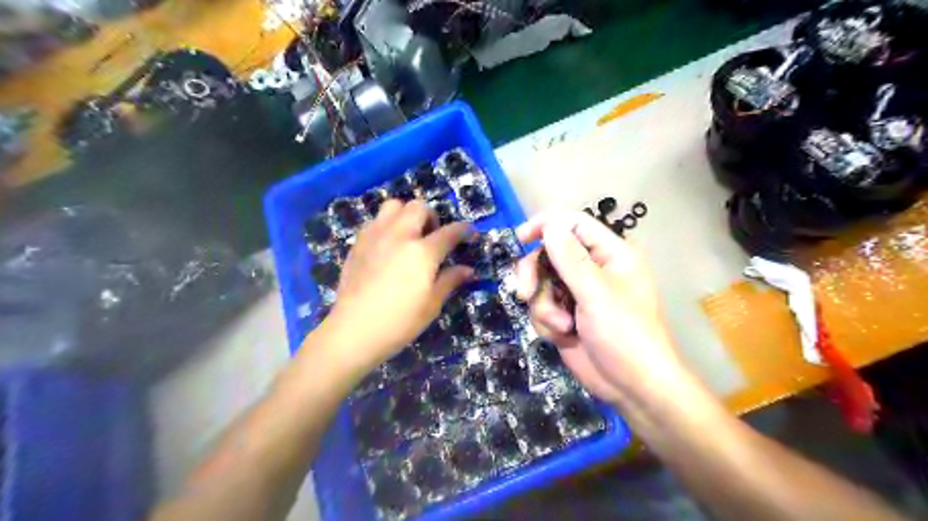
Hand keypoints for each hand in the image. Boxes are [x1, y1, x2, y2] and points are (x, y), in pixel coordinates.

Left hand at [324, 200, 472, 374]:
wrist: (354, 330)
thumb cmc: (399, 322)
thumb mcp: (432, 304)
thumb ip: (450, 281)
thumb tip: (468, 270)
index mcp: (422, 252)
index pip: (450, 232)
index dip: (464, 230)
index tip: (470, 233)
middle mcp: (400, 235)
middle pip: (419, 207)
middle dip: (432, 217)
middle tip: (434, 236)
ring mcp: (376, 236)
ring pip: (393, 206)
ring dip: (406, 214)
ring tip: (409, 235)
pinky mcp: (358, 243)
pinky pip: (375, 221)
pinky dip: (386, 225)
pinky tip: (388, 245)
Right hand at [516, 213, 687, 407]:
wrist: (632, 387)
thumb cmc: (626, 335)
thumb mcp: (597, 294)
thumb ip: (571, 259)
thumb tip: (550, 225)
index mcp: (609, 254)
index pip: (574, 223)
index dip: (546, 225)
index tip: (521, 238)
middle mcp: (591, 269)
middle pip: (548, 254)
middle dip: (535, 275)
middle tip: (524, 293)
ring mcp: (576, 293)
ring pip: (540, 284)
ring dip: (544, 307)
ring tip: (563, 326)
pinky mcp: (565, 315)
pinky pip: (541, 307)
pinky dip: (546, 322)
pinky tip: (563, 337)